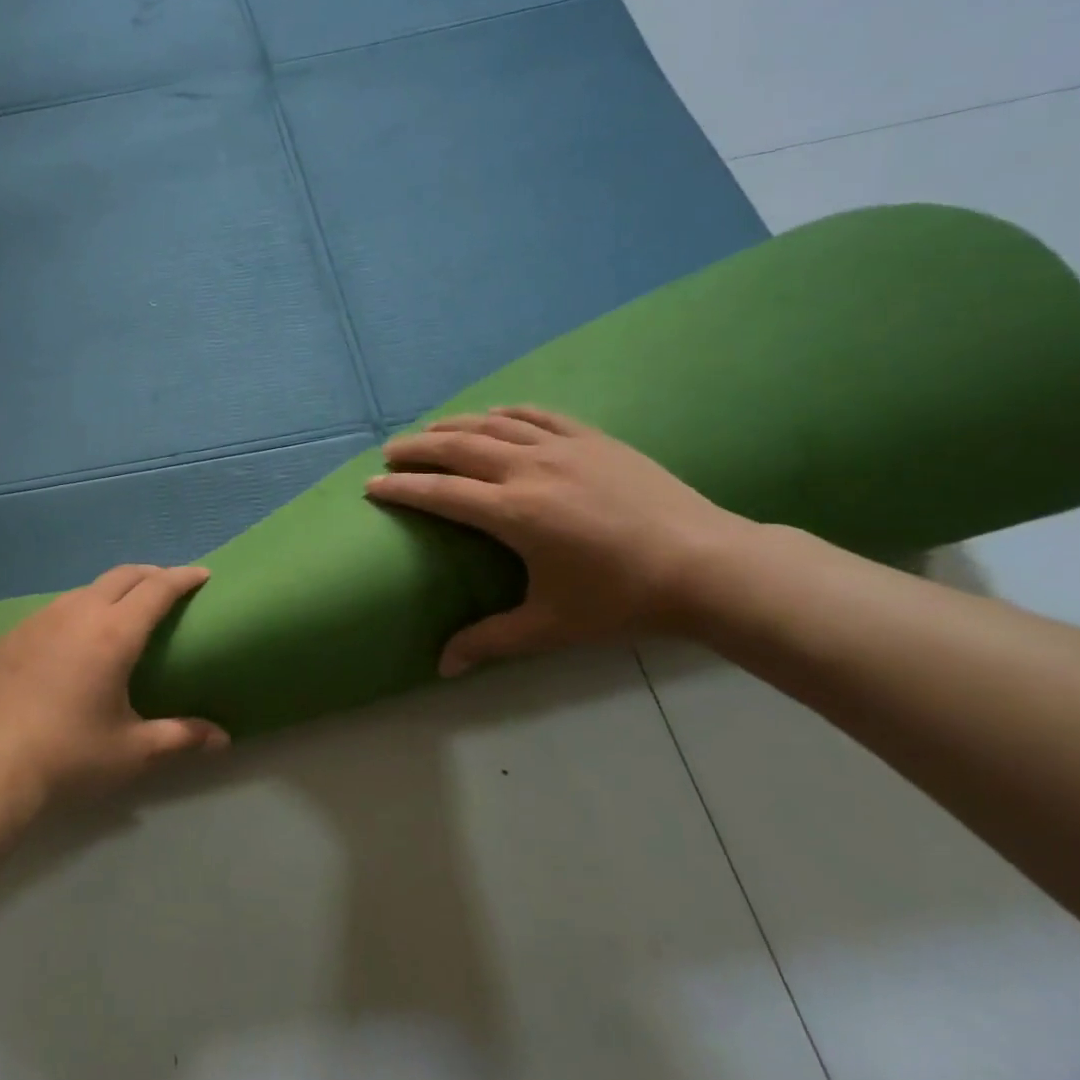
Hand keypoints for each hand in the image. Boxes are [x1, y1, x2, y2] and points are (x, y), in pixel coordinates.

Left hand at [0, 565, 229, 815]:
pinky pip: (53, 611)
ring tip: (121, 613)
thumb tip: (223, 739)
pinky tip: (72, 640)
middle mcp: (77, 613)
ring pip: (84, 590)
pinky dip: (76, 612)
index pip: (157, 589)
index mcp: (113, 634)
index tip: (201, 574)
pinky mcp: (11, 635)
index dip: (183, 577)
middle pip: (122, 576)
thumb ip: (181, 737)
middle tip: (168, 587)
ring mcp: (39, 620)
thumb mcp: (132, 751)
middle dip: (150, 574)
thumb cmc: (69, 757)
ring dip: (111, 592)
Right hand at [367, 406, 755, 674]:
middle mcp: (530, 469)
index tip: (371, 485)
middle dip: (416, 448)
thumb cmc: (622, 599)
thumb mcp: (550, 626)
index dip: (401, 488)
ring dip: (454, 425)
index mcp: (514, 513)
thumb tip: (442, 667)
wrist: (707, 567)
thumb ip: (490, 641)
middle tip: (389, 451)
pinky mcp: (594, 440)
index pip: (440, 493)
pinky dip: (507, 412)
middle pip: (458, 448)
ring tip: (430, 431)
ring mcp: (564, 448)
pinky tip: (493, 414)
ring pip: (494, 424)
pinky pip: (539, 415)